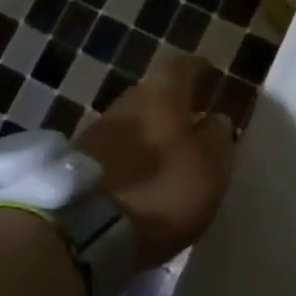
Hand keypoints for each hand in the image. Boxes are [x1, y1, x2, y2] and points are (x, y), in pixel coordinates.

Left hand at [77, 54, 235, 269]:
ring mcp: (97, 130)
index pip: (181, 67)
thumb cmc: (161, 190)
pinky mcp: (78, 161)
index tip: (207, 71)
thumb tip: (216, 119)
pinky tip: (139, 171)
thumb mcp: (208, 168)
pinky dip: (129, 153)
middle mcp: (127, 103)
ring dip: (149, 129)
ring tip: (165, 149)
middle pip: (152, 92)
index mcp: (161, 96)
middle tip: (189, 116)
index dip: (196, 68)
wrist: (83, 228)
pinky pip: (113, 146)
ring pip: (132, 120)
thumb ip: (217, 138)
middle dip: (171, 101)